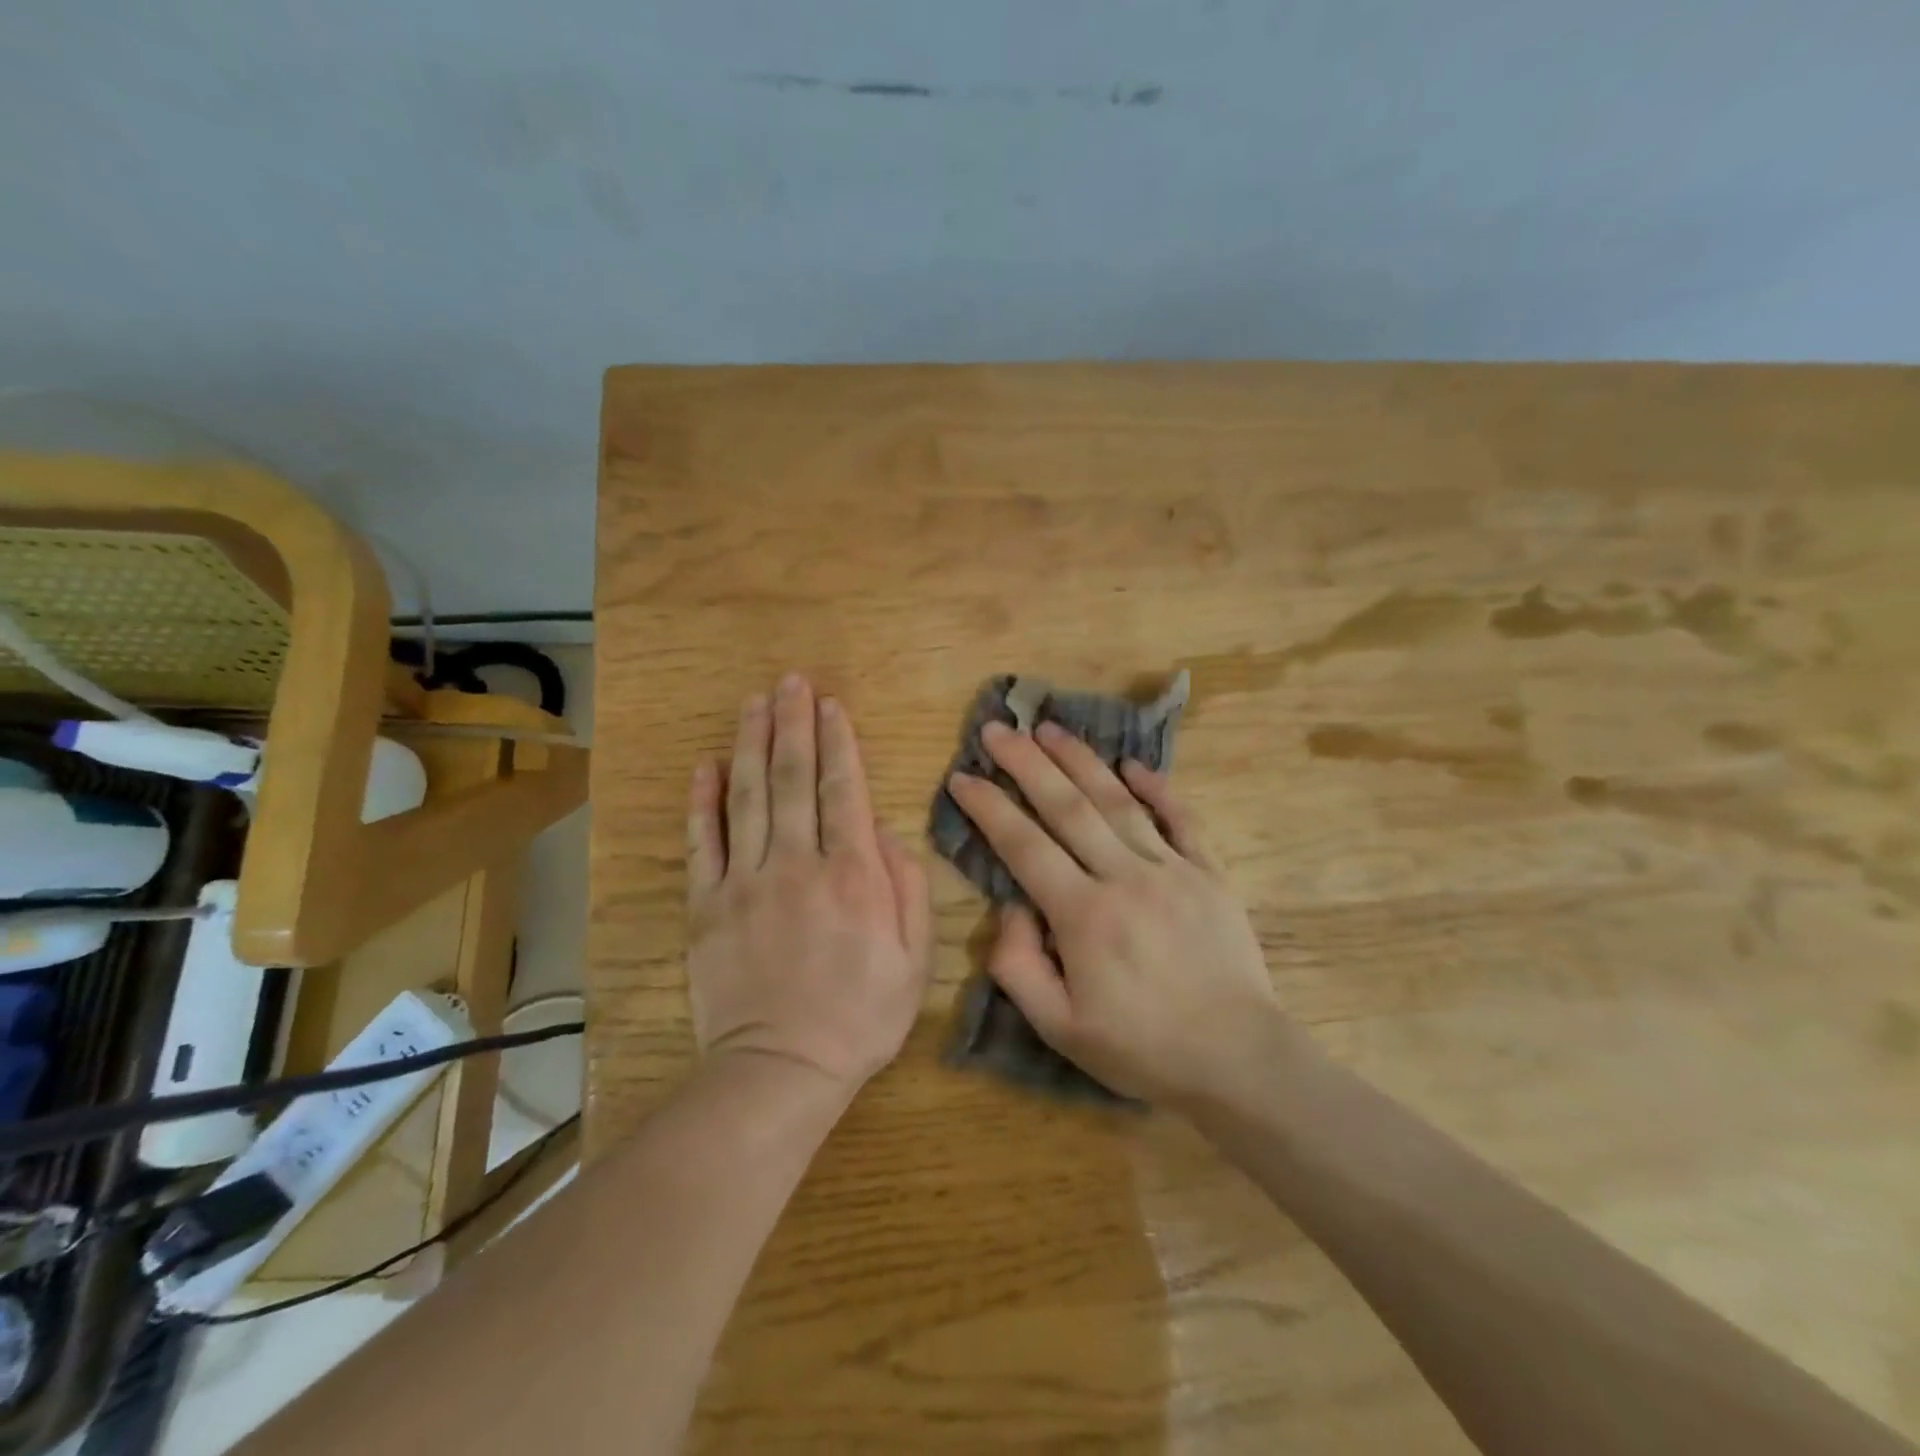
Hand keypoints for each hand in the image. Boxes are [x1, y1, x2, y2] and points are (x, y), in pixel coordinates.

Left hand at [685, 674, 932, 1091]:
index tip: (831, 704)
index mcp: (852, 875)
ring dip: (751, 743)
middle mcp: (797, 864)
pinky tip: (707, 764)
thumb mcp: (913, 960)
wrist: (780, 1072)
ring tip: (755, 702)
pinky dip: (703, 800)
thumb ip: (907, 889)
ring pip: (747, 796)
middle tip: (791, 681)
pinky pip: (702, 842)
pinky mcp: (706, 906)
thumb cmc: (859, 1017)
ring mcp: (745, 882)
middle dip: (793, 724)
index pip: (842, 790)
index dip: (837, 742)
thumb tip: (885, 833)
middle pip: (792, 778)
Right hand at [948, 720, 1283, 1103]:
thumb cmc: (1142, 1049)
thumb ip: (1019, 966)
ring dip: (1081, 760)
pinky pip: (1181, 819)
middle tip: (998, 729)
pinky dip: (1157, 788)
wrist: (1238, 1060)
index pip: (1023, 845)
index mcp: (1083, 915)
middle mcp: (1124, 877)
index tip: (962, 776)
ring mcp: (1172, 869)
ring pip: (1118, 801)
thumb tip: (1011, 908)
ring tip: (1050, 728)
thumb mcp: (1059, 1028)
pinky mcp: (1210, 873)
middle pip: (1067, 807)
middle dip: (1027, 763)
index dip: (988, 807)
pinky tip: (1133, 765)